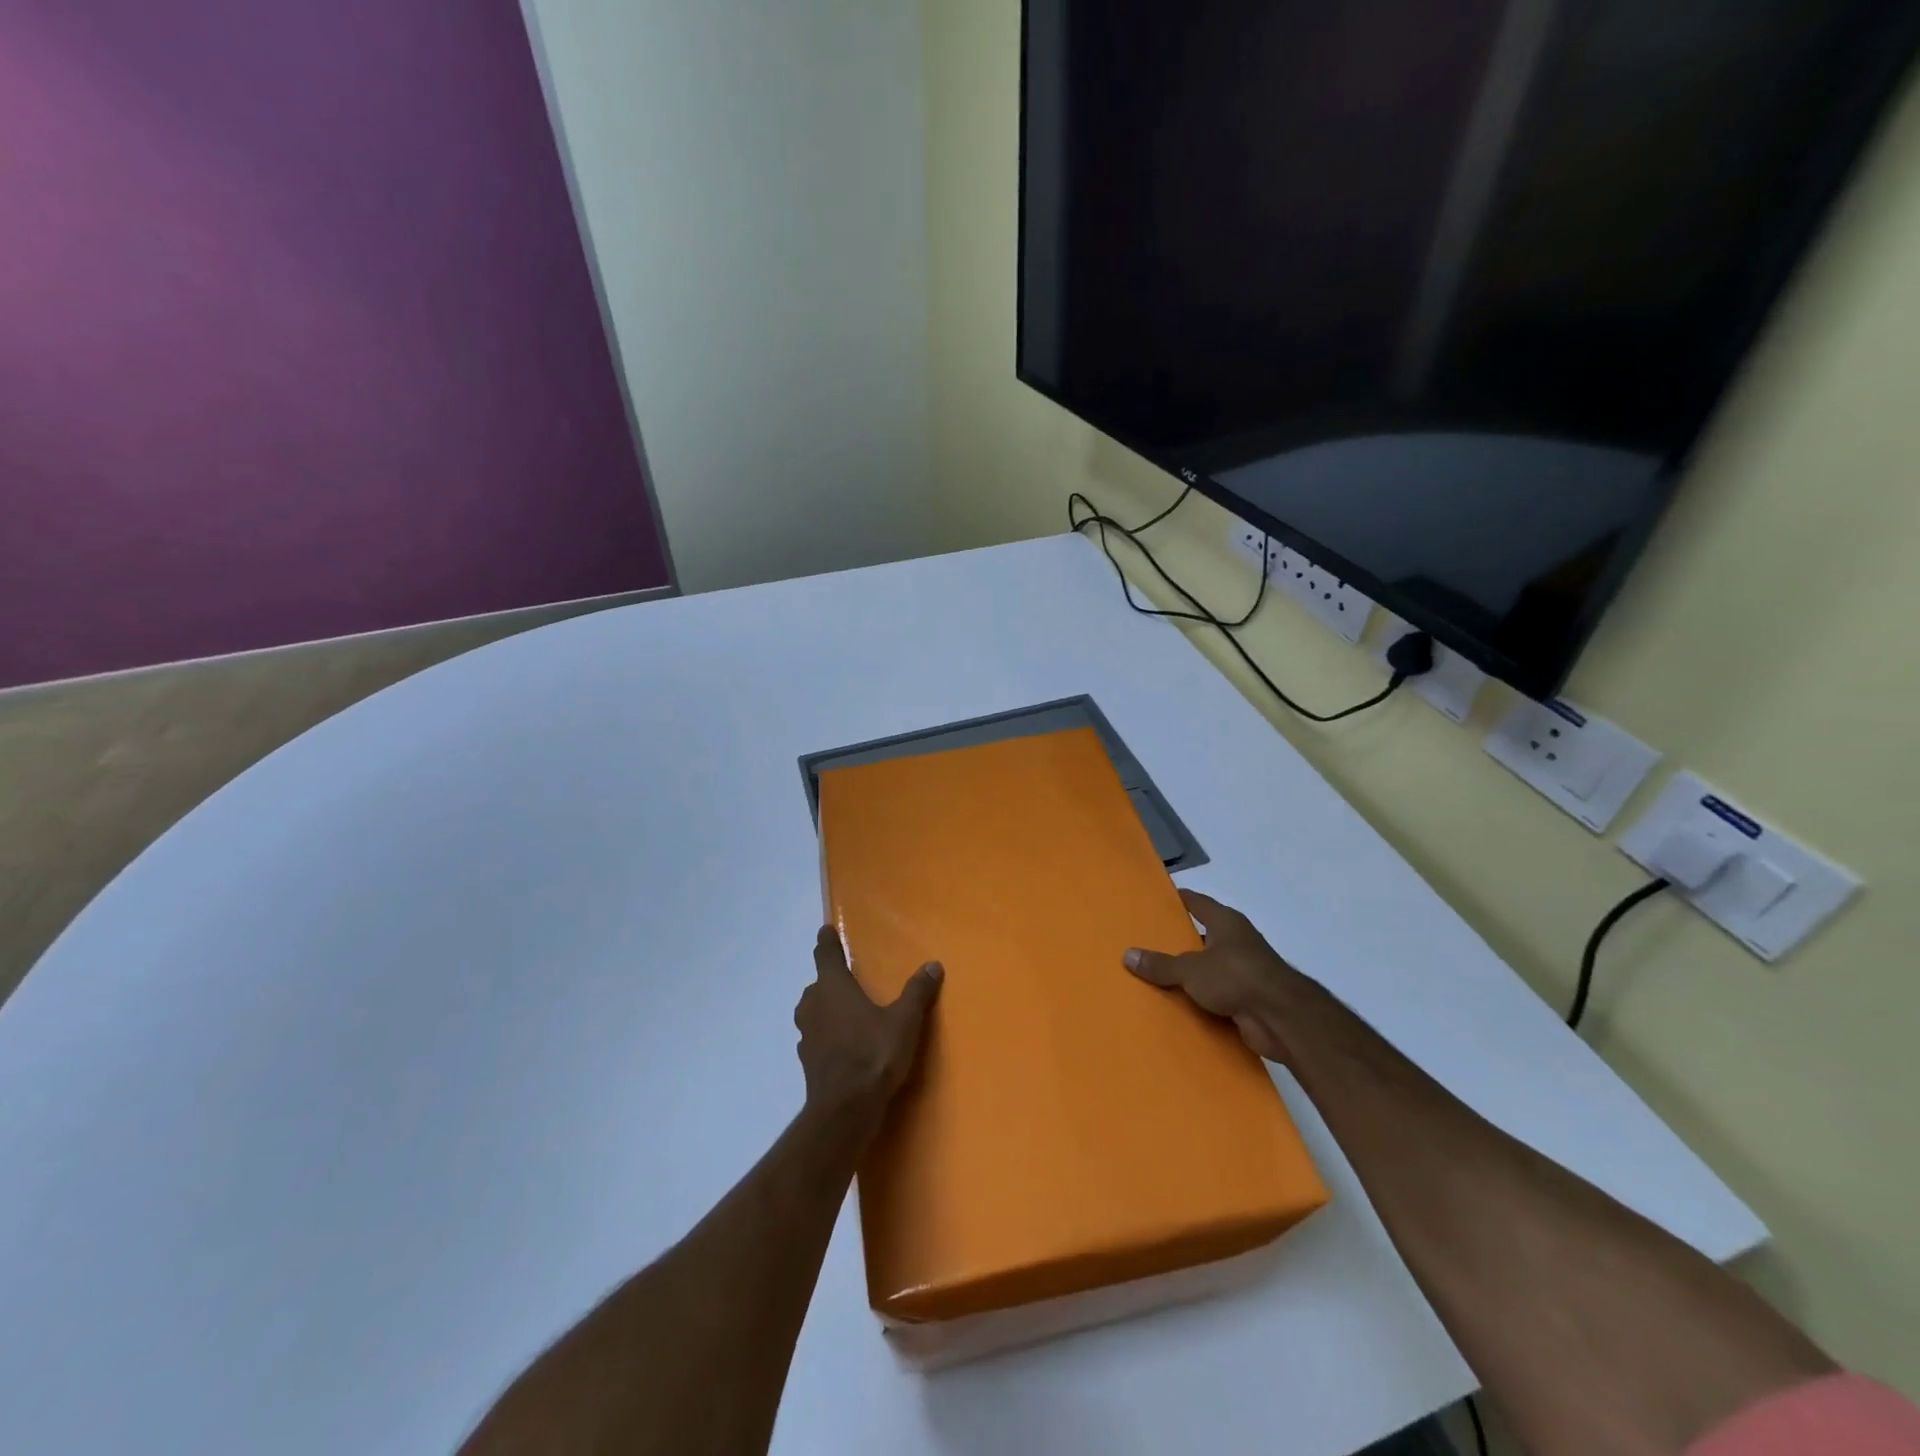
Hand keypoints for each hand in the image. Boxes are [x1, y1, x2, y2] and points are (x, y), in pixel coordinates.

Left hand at [796, 928, 943, 1116]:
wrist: (845, 1109)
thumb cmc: (873, 1054)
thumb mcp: (904, 1020)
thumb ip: (917, 992)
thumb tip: (933, 965)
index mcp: (833, 987)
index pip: (826, 954)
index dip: (827, 941)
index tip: (825, 930)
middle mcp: (814, 1005)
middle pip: (817, 984)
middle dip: (829, 979)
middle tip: (847, 978)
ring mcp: (806, 1034)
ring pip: (812, 1011)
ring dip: (825, 1008)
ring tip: (845, 1011)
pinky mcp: (807, 1061)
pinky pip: (815, 1037)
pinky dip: (825, 1035)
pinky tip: (840, 1044)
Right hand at [1125, 891, 1301, 1063]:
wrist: (1281, 1019)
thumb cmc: (1236, 977)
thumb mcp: (1190, 969)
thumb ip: (1160, 964)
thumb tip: (1127, 955)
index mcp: (1226, 922)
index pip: (1197, 902)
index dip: (1177, 900)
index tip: (1154, 901)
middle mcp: (1237, 941)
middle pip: (1202, 936)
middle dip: (1178, 941)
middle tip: (1145, 944)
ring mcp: (1245, 971)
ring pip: (1209, 968)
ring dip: (1190, 975)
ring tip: (1155, 977)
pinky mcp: (1249, 999)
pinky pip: (1217, 995)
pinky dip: (1201, 999)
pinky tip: (1178, 1005)